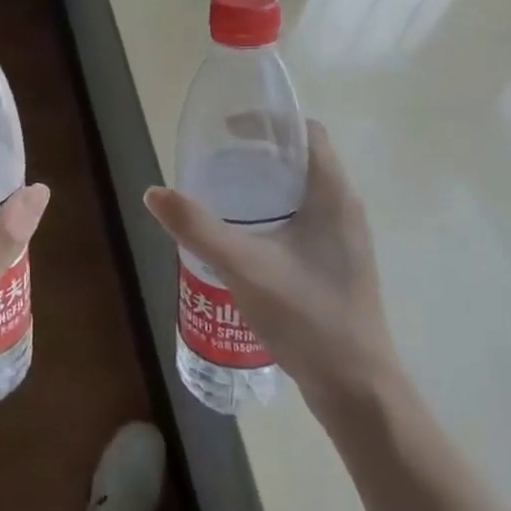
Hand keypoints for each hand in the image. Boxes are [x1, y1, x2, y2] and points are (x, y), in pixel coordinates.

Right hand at [144, 120, 394, 417]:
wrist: (357, 387)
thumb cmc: (307, 316)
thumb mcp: (244, 267)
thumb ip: (197, 228)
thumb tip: (154, 192)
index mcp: (333, 194)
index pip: (306, 132)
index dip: (268, 122)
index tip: (228, 130)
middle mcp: (345, 208)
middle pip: (301, 159)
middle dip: (258, 153)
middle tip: (215, 162)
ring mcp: (344, 238)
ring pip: (303, 191)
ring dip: (265, 184)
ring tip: (222, 195)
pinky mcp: (338, 263)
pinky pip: (305, 219)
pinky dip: (274, 212)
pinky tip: (244, 237)